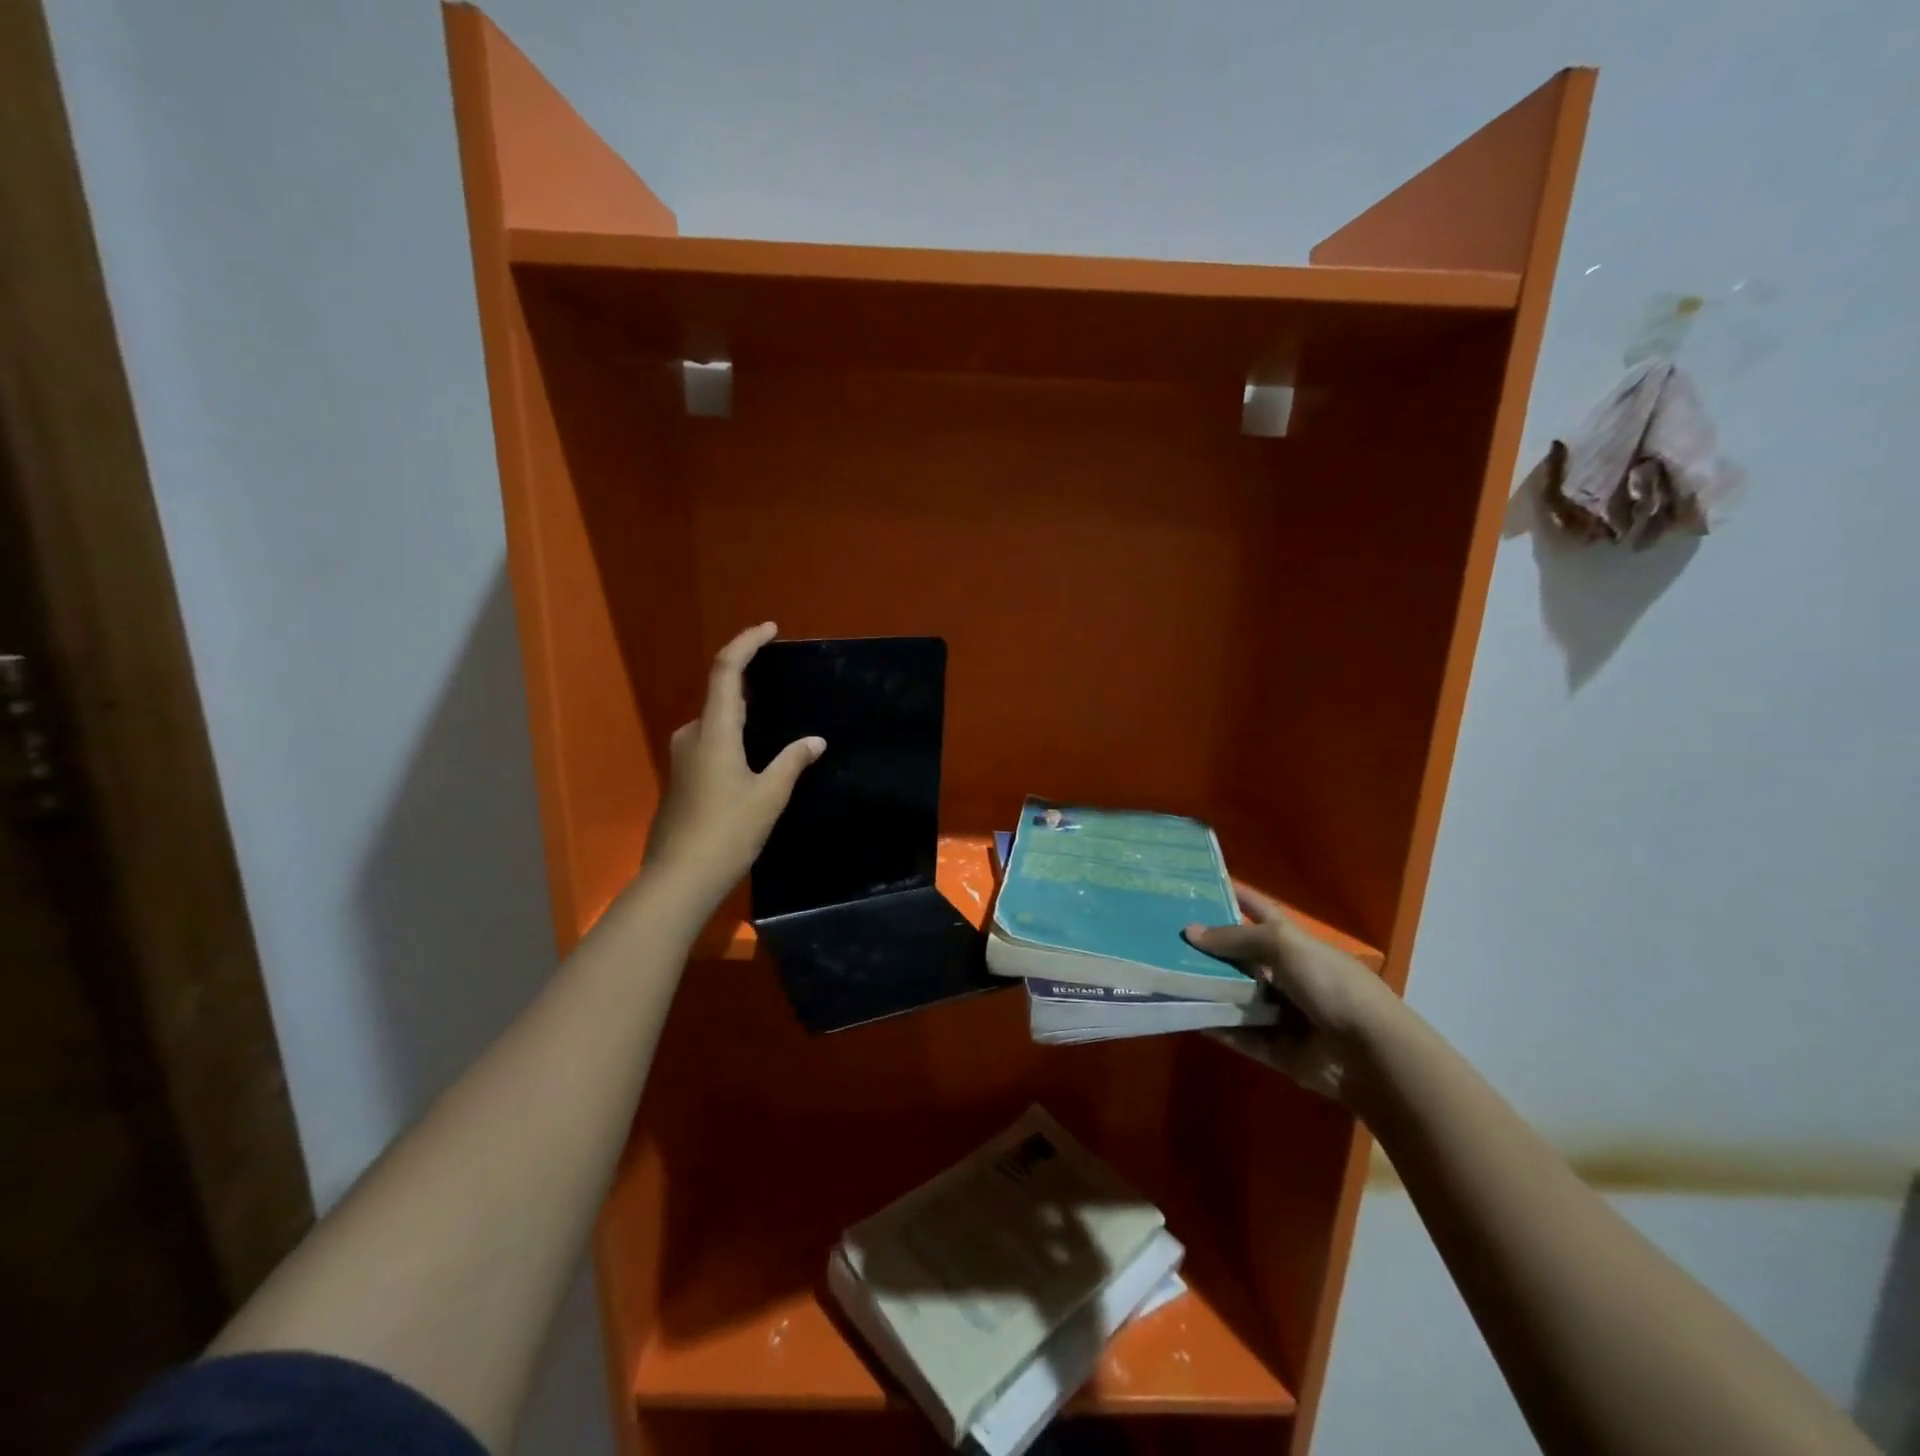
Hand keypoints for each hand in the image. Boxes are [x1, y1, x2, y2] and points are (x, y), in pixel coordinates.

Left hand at [642, 623, 823, 916]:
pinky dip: (733, 739)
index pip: (726, 670)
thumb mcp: (769, 795)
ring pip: (716, 723)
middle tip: (783, 682)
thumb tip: (814, 741)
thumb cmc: (727, 831)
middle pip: (720, 695)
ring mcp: (682, 758)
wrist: (679, 879)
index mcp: (714, 731)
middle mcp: (692, 736)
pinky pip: (710, 745)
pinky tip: (754, 760)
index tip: (770, 629)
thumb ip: (792, 762)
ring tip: (776, 724)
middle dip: (749, 682)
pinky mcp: (681, 780)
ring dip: (743, 716)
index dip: (746, 643)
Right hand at [1183, 886, 1402, 1104]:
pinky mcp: (1274, 1047)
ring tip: (1164, 976)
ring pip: (1234, 996)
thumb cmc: (1330, 984)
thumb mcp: (1284, 946)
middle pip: (1239, 957)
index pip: (1259, 911)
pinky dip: (1214, 1025)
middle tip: (1164, 937)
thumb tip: (1190, 932)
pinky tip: (1183, 1014)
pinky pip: (1237, 1033)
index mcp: (1294, 942)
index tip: (1200, 885)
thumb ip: (1235, 938)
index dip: (1236, 896)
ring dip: (1205, 987)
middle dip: (1207, 948)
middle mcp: (1285, 974)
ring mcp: (1280, 1011)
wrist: (1369, 1053)